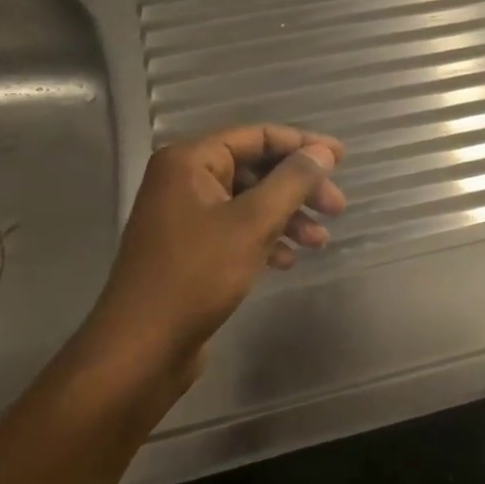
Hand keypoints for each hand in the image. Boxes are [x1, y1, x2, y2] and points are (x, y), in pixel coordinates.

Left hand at [75, 125, 345, 391]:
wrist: (142, 347)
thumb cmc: (198, 274)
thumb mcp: (254, 222)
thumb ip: (292, 181)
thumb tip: (323, 151)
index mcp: (190, 161)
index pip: (258, 136)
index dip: (303, 144)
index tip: (342, 158)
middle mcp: (184, 179)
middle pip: (256, 168)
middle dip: (299, 187)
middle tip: (336, 208)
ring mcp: (184, 215)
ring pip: (250, 201)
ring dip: (288, 216)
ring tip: (319, 242)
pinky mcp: (189, 247)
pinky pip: (237, 228)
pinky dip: (266, 237)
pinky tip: (287, 260)